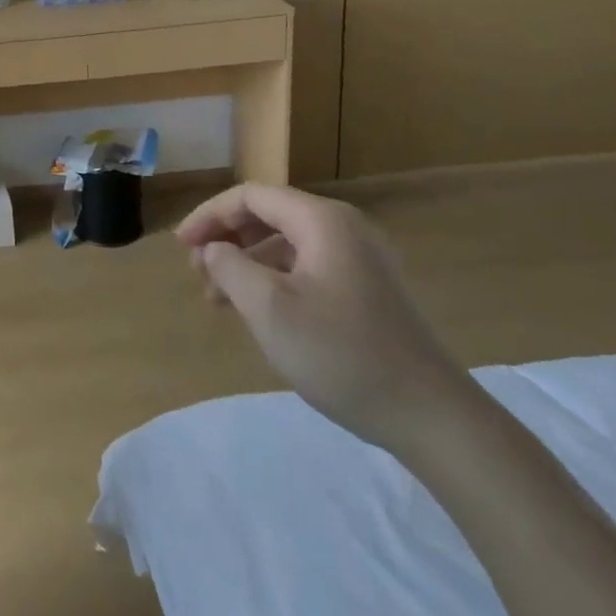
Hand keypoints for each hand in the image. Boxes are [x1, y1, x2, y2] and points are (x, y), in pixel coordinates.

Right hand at [177, 182, 477, 452]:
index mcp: (322, 221)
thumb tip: (214, 249)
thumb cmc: (343, 355)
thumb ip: (229, 267)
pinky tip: (259, 310)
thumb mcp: (269, 309)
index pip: (251, 197)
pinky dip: (274, 279)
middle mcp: (344, 228)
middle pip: (269, 215)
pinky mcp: (369, 289)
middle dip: (227, 238)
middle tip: (197, 272)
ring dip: (247, 262)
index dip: (209, 216)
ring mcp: (362, 259)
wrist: (434, 419)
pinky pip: (307, 266)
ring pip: (286, 244)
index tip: (181, 247)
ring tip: (219, 297)